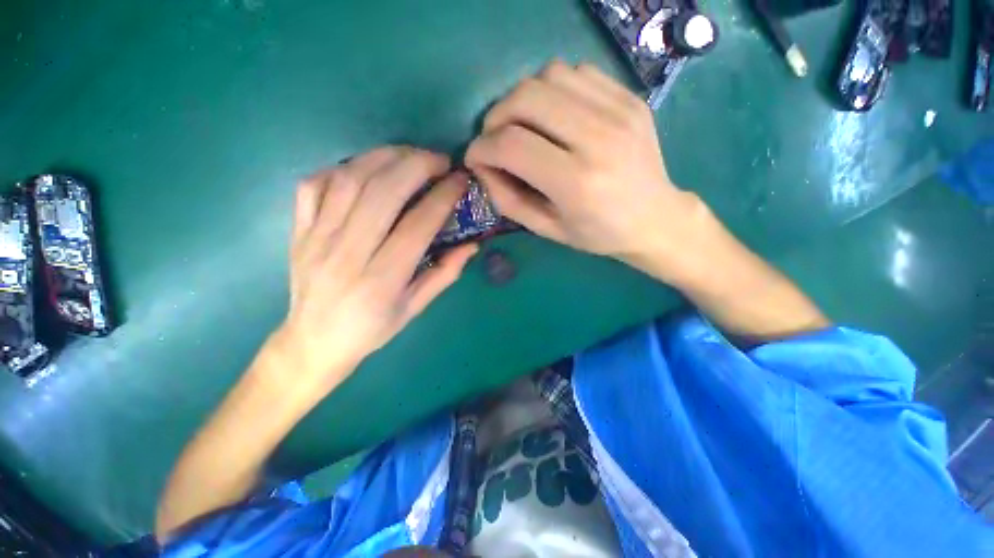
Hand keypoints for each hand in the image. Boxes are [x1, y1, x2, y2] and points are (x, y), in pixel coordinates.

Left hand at [267, 147, 476, 392]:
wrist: (313, 341)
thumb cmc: (371, 329)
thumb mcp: (415, 308)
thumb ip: (445, 274)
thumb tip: (472, 244)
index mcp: (381, 280)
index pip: (417, 225)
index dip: (443, 197)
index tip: (460, 180)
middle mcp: (347, 254)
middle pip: (382, 192)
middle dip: (416, 165)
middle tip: (439, 160)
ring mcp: (316, 238)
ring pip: (349, 180)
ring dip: (384, 157)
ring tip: (409, 156)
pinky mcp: (298, 230)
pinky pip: (314, 185)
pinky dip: (343, 167)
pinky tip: (366, 169)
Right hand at [465, 61, 710, 279]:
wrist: (655, 218)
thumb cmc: (597, 233)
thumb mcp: (546, 229)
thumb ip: (507, 200)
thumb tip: (481, 167)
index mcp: (576, 183)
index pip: (512, 145)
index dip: (482, 148)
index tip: (475, 158)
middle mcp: (598, 138)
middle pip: (526, 98)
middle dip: (495, 117)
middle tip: (494, 139)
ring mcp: (618, 111)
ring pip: (549, 76)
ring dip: (522, 99)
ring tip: (522, 126)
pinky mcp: (629, 97)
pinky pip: (576, 73)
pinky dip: (552, 89)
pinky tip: (553, 115)